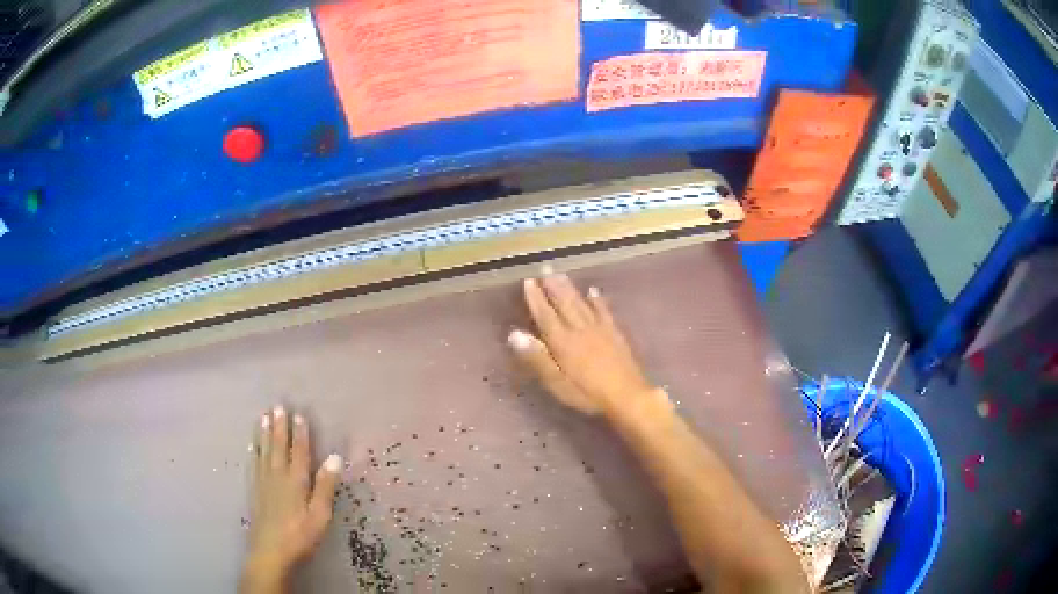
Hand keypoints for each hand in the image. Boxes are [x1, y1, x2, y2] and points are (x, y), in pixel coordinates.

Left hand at [241, 407, 341, 593]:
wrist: (270, 552)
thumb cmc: (300, 536)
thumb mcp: (320, 515)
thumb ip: (325, 486)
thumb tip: (334, 457)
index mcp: (295, 481)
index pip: (298, 452)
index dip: (299, 433)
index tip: (299, 414)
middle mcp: (277, 476)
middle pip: (278, 447)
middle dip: (279, 427)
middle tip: (277, 406)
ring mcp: (263, 483)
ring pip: (264, 452)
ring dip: (265, 433)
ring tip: (264, 417)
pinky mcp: (255, 491)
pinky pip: (254, 464)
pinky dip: (254, 451)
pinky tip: (252, 445)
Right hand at [508, 266, 658, 416]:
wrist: (627, 395)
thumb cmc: (587, 393)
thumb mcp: (556, 382)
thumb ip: (537, 357)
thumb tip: (514, 333)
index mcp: (562, 341)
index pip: (545, 315)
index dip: (536, 298)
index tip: (528, 281)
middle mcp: (579, 329)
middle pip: (564, 303)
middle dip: (553, 286)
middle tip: (545, 268)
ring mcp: (599, 329)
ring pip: (581, 303)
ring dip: (570, 288)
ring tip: (562, 275)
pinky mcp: (615, 333)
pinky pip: (604, 311)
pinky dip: (597, 300)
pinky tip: (593, 291)